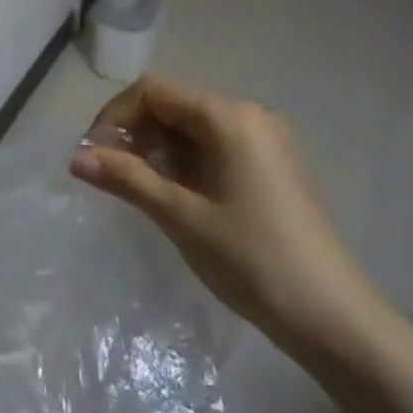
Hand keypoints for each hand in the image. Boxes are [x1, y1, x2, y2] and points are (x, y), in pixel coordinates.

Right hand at [71, 76, 379, 356]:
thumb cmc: (254, 260)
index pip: (153, 91)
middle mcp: (250, 116)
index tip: (93, 156)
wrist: (337, 321)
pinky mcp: (274, 167)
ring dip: (158, 152)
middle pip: (173, 106)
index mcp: (229, 117)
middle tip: (112, 179)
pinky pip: (216, 148)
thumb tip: (75, 158)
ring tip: (142, 194)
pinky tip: (177, 199)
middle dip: (135, 136)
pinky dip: (186, 164)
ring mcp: (266, 141)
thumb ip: (127, 179)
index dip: (115, 117)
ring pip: (193, 129)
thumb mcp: (181, 217)